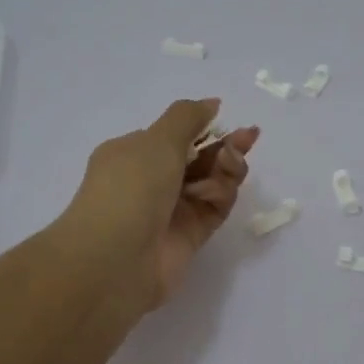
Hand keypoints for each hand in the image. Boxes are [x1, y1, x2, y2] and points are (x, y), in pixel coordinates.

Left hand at [57, 98, 259, 310]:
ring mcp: (171, 210)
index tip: (226, 118)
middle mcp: (151, 181)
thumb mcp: (157, 140)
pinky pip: (215, 208)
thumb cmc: (130, 188)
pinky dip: (221, 195)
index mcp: (132, 154)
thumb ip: (188, 117)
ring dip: (226, 167)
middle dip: (224, 145)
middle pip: (198, 158)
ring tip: (231, 162)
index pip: (174, 136)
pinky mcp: (190, 236)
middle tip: (248, 137)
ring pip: (211, 182)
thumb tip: (211, 104)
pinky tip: (218, 190)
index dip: (203, 126)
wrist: (115, 260)